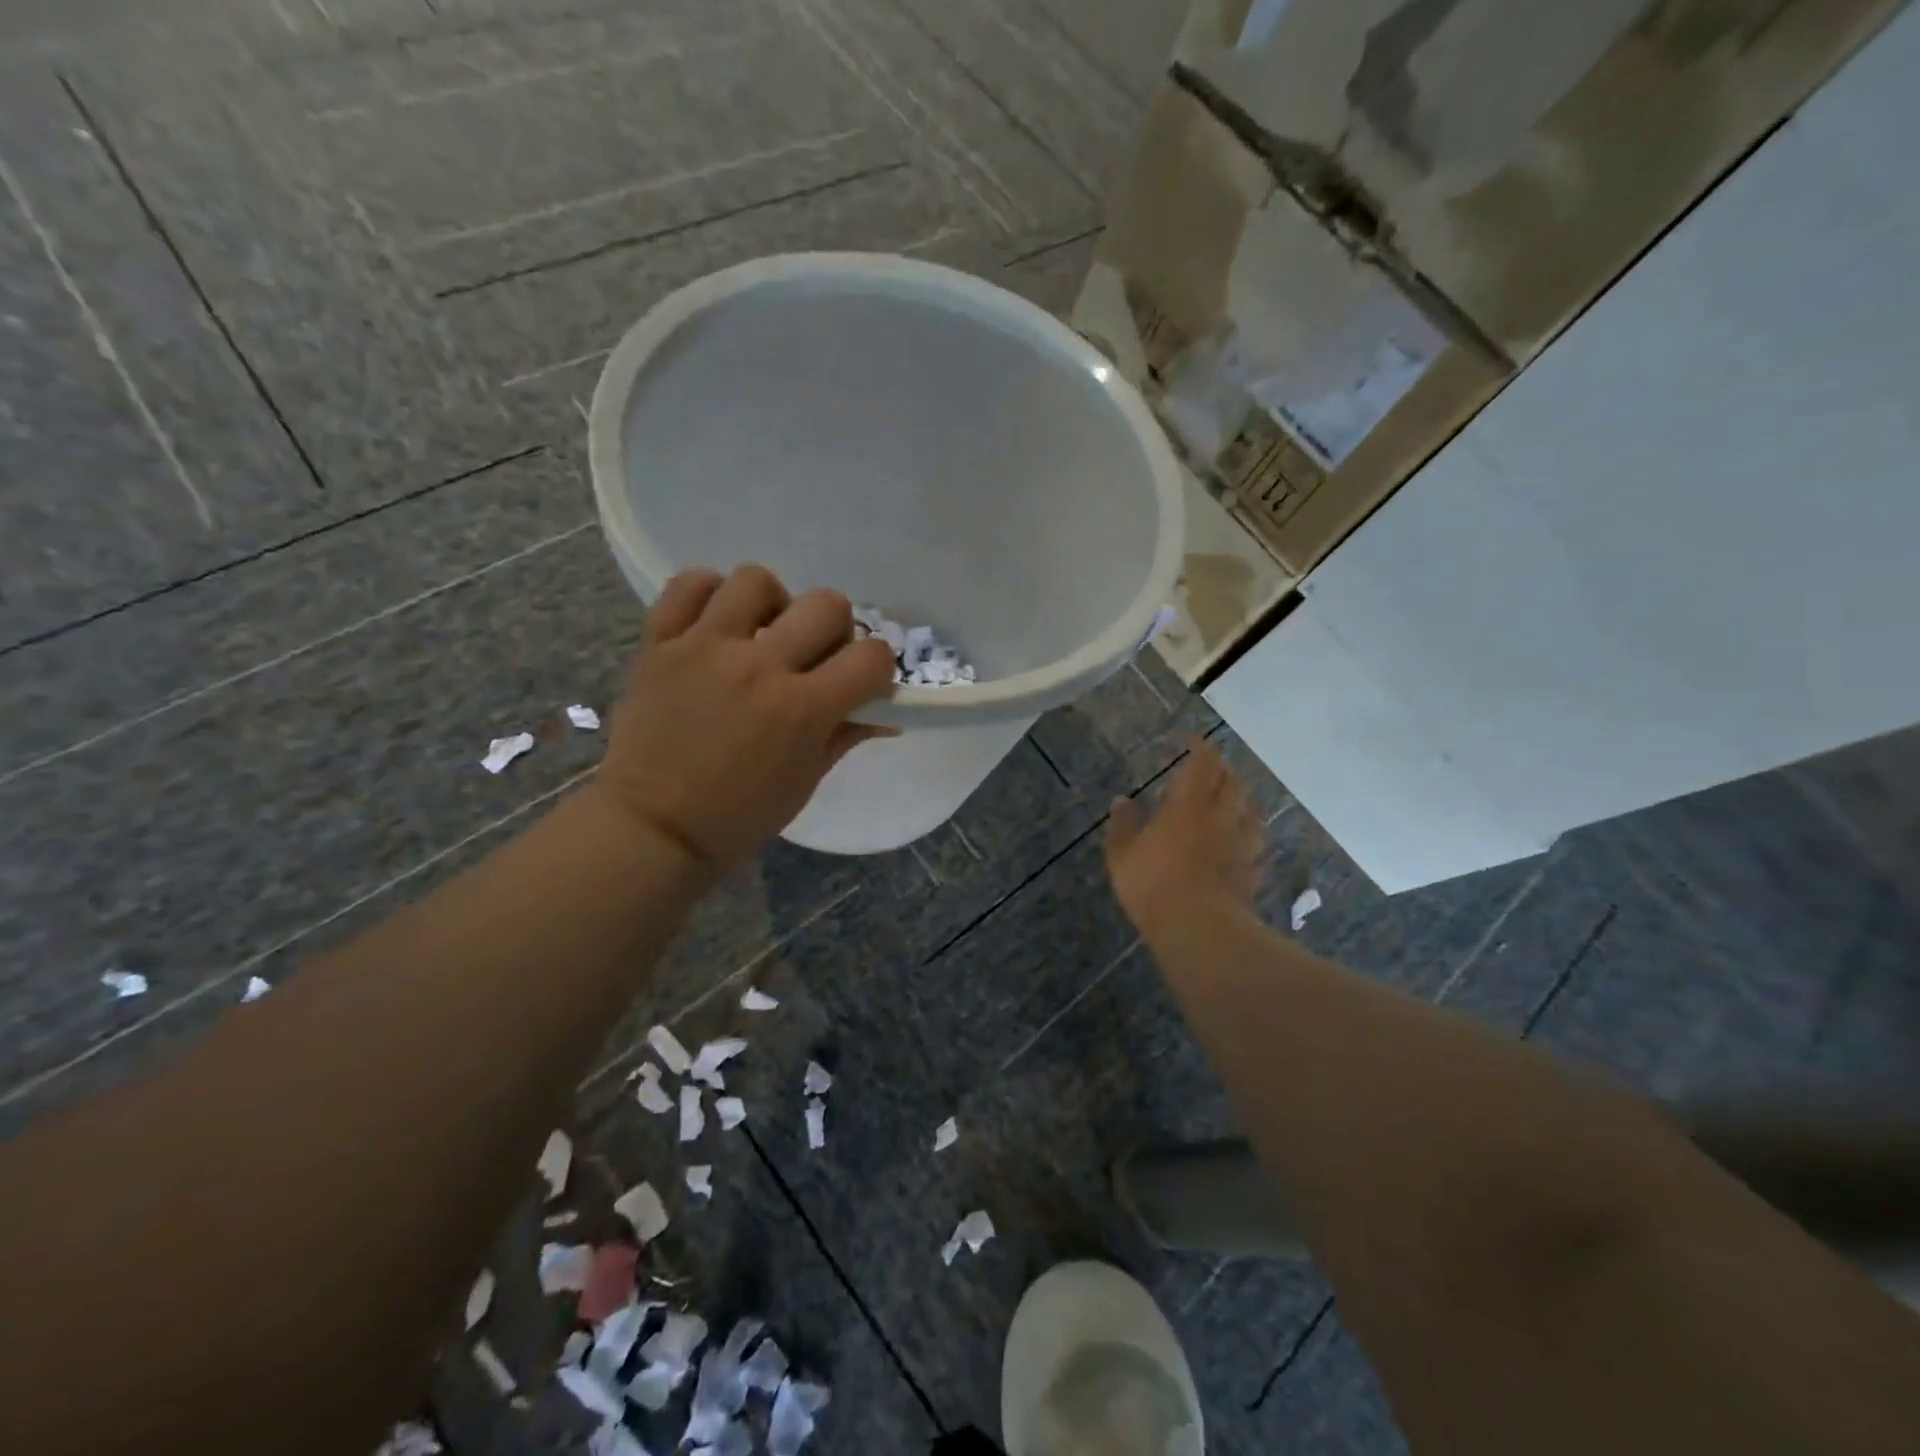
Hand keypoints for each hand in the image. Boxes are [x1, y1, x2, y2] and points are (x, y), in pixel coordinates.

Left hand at [595, 564, 897, 874]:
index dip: (878, 666)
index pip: (870, 657)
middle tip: (814, 655)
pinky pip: (688, 585)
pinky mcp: (659, 643)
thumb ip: (845, 735)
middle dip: (834, 628)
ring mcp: (705, 647)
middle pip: (826, 604)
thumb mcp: (806, 781)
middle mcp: (759, 666)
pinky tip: (716, 622)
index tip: (862, 681)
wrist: (653, 828)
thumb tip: (884, 715)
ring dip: (772, 603)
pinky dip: (708, 594)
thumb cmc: (739, 816)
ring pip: (756, 580)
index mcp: (802, 709)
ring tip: (760, 633)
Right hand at [1105, 738, 1262, 942]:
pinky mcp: (1252, 871)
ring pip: (1251, 811)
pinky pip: (1256, 845)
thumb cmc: (1153, 885)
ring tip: (1233, 800)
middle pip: (1233, 783)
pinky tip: (1244, 842)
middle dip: (1223, 770)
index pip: (1203, 764)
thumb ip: (1123, 825)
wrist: (1199, 928)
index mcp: (1188, 805)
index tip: (1192, 740)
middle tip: (1211, 769)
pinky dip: (1250, 836)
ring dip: (1243, 800)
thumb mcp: (1122, 855)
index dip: (1200, 748)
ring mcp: (1241, 844)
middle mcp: (1220, 817)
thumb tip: (1121, 801)